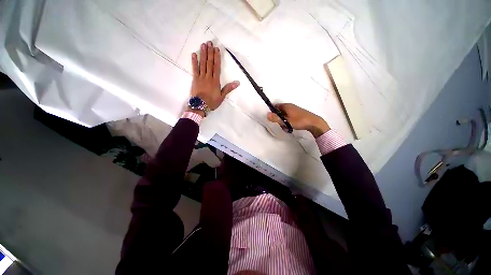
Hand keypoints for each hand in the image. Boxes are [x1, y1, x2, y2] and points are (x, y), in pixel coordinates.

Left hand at [189, 41, 239, 114]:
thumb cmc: (212, 102)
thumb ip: (228, 88)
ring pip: (202, 64)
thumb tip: (238, 83)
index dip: (217, 57)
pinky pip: (194, 69)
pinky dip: (194, 61)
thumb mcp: (222, 96)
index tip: (216, 49)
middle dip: (210, 52)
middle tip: (209, 42)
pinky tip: (194, 54)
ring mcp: (201, 77)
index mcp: (215, 81)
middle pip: (209, 63)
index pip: (216, 67)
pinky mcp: (195, 79)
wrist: (200, 106)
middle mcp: (208, 77)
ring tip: (203, 45)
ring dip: (203, 54)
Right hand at [267, 103, 329, 137]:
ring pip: (285, 114)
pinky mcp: (298, 113)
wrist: (314, 122)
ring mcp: (294, 109)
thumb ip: (276, 118)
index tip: (274, 119)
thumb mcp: (286, 121)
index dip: (273, 112)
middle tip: (281, 124)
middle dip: (279, 118)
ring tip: (287, 126)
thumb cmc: (299, 121)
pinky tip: (291, 125)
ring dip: (284, 120)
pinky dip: (288, 120)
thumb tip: (267, 114)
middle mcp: (290, 106)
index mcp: (286, 106)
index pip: (275, 106)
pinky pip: (289, 116)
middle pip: (280, 111)